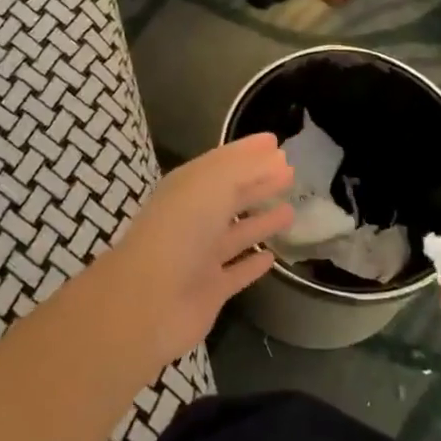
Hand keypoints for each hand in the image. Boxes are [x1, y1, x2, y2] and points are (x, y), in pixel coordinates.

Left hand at [94, 135, 293, 374]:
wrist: (150, 299)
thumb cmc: (181, 230)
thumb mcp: (213, 184)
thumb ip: (244, 167)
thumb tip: (274, 154)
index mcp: (188, 187)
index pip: (223, 162)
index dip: (248, 151)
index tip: (276, 141)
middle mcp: (194, 218)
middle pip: (231, 195)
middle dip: (258, 182)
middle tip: (290, 172)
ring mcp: (201, 256)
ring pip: (236, 233)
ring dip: (261, 222)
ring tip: (291, 209)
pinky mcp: (210, 290)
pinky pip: (236, 272)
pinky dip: (253, 265)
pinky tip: (273, 258)